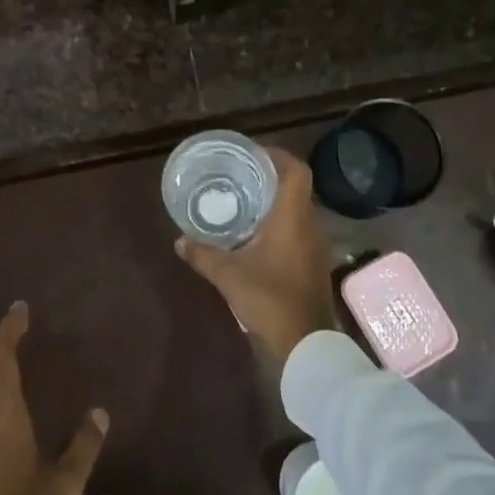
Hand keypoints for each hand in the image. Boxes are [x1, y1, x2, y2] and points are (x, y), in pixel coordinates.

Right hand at [176, 145, 335, 362]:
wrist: (307, 342)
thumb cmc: (270, 299)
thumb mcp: (229, 276)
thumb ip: (203, 255)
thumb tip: (179, 241)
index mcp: (293, 218)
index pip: (296, 171)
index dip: (278, 156)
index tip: (254, 153)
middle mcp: (310, 224)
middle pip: (297, 187)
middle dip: (271, 177)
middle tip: (242, 174)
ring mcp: (315, 245)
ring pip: (299, 209)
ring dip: (277, 201)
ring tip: (246, 199)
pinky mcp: (314, 262)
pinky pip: (299, 228)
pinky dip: (281, 222)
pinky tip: (257, 233)